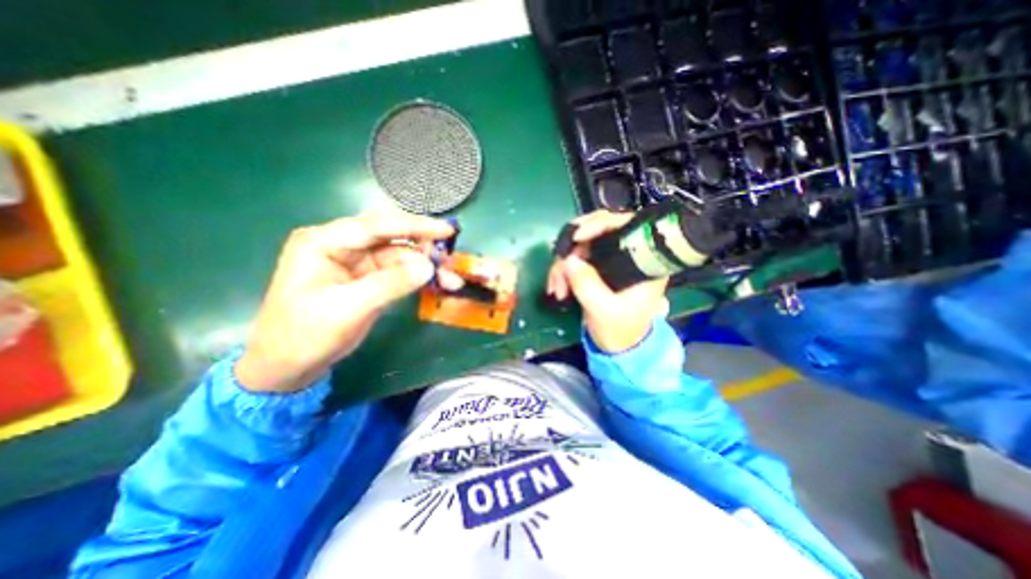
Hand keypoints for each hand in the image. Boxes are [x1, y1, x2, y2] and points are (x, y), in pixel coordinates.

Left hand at [235, 211, 461, 392]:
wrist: (288, 366)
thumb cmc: (305, 334)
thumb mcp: (348, 308)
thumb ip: (390, 283)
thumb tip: (429, 266)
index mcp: (325, 241)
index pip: (376, 226)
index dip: (414, 226)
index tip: (446, 230)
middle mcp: (342, 245)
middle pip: (391, 236)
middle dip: (422, 245)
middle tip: (450, 255)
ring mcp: (357, 262)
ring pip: (400, 255)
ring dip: (425, 265)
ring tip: (451, 279)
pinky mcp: (368, 279)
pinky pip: (399, 272)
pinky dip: (419, 277)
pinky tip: (437, 283)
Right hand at [547, 211, 668, 351]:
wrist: (618, 347)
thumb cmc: (620, 330)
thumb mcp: (604, 310)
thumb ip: (587, 285)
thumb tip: (568, 260)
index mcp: (644, 261)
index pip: (625, 225)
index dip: (599, 224)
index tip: (577, 237)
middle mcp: (628, 254)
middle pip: (596, 232)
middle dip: (572, 251)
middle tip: (559, 271)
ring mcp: (610, 259)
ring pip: (580, 246)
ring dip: (562, 265)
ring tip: (557, 289)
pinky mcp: (596, 267)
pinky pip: (574, 259)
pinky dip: (562, 271)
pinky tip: (557, 288)